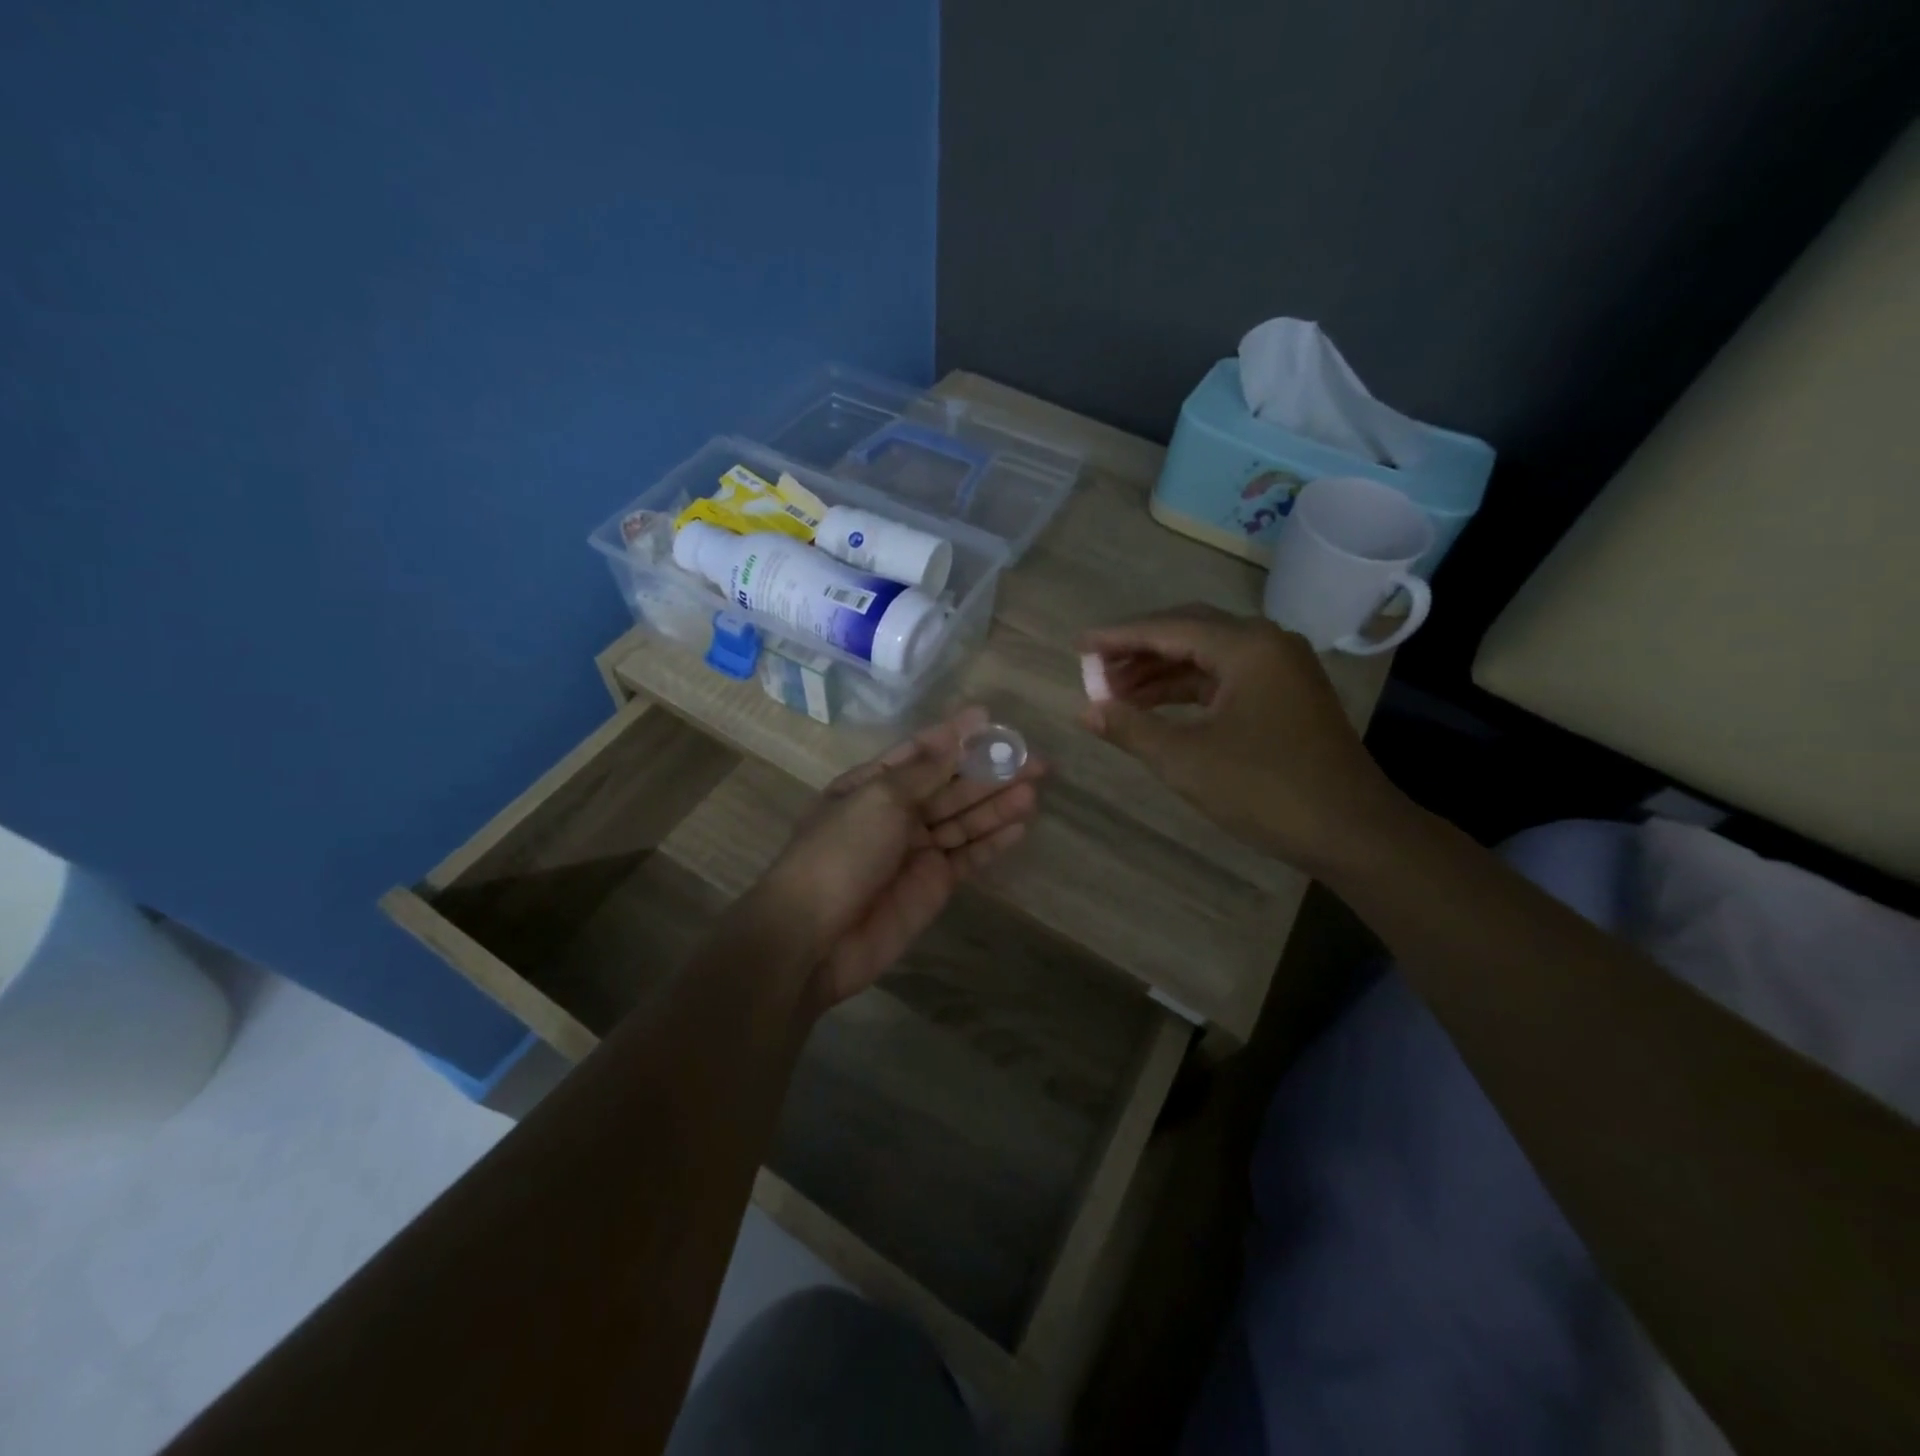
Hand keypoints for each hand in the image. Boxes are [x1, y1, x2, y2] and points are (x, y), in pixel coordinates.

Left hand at [761, 706, 1043, 1009]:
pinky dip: (992, 842)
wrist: (814, 937)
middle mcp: (895, 813)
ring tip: (1035, 788)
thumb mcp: (879, 799)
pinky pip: (968, 857)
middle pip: (950, 786)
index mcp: (872, 785)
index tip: (991, 719)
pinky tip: (1020, 825)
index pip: (920, 752)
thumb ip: (925, 771)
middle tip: (1036, 760)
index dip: (955, 736)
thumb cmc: (841, 852)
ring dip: (997, 804)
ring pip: (964, 820)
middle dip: (990, 771)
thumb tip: (956, 735)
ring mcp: (915, 851)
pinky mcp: (933, 885)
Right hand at [1079, 605, 1405, 872]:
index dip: (1118, 637)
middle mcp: (1266, 643)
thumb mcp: (1186, 760)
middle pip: (1188, 632)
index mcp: (1246, 647)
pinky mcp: (1285, 694)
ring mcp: (1280, 668)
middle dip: (1138, 650)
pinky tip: (1156, 707)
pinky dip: (1187, 689)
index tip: (1078, 645)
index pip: (1168, 628)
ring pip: (1207, 656)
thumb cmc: (1266, 790)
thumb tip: (1086, 711)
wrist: (1352, 831)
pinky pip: (1224, 677)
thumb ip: (1131, 728)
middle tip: (1094, 670)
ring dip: (1160, 671)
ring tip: (1115, 693)